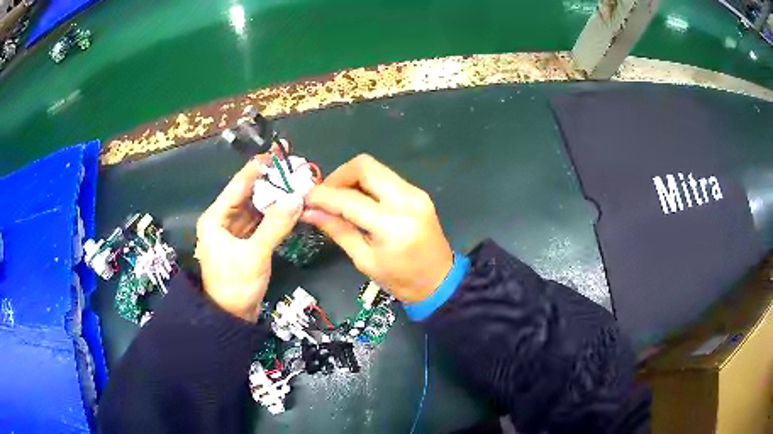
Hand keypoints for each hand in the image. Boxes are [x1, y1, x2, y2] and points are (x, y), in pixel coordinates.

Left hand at [195, 159, 301, 321]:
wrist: (232, 317)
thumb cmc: (235, 285)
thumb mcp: (254, 254)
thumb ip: (275, 226)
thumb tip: (297, 199)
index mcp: (215, 219)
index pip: (237, 186)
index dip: (256, 168)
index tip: (276, 153)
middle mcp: (223, 221)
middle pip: (248, 195)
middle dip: (269, 182)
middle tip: (291, 168)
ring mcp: (235, 232)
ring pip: (256, 208)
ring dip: (274, 198)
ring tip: (295, 184)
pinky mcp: (246, 243)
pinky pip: (261, 222)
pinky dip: (274, 215)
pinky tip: (290, 207)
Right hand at [302, 154, 452, 302]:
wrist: (440, 281)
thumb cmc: (401, 280)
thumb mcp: (364, 260)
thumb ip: (337, 230)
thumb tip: (309, 212)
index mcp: (393, 225)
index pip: (349, 199)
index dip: (323, 196)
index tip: (305, 199)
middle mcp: (407, 200)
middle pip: (364, 166)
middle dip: (338, 176)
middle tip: (324, 196)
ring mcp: (415, 193)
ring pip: (375, 168)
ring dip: (351, 178)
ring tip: (338, 199)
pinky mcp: (418, 192)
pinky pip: (385, 177)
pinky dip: (366, 184)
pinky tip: (358, 201)